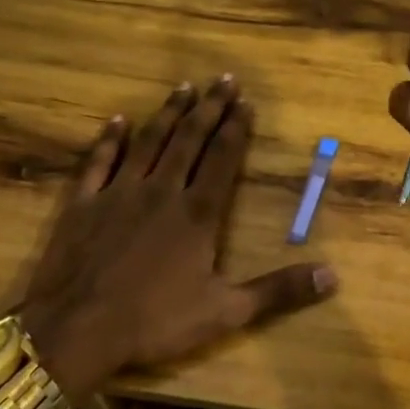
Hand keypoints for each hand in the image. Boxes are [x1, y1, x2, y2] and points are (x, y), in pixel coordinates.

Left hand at [17, 77, 337, 398]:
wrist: (77, 330)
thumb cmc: (155, 321)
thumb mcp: (226, 312)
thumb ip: (278, 291)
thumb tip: (332, 276)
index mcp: (197, 214)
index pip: (222, 159)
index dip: (236, 129)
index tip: (246, 102)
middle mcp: (161, 191)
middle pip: (189, 139)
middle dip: (209, 108)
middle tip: (223, 79)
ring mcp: (118, 193)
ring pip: (148, 142)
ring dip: (168, 113)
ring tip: (184, 87)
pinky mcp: (83, 204)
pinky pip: (98, 162)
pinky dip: (108, 139)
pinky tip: (117, 120)